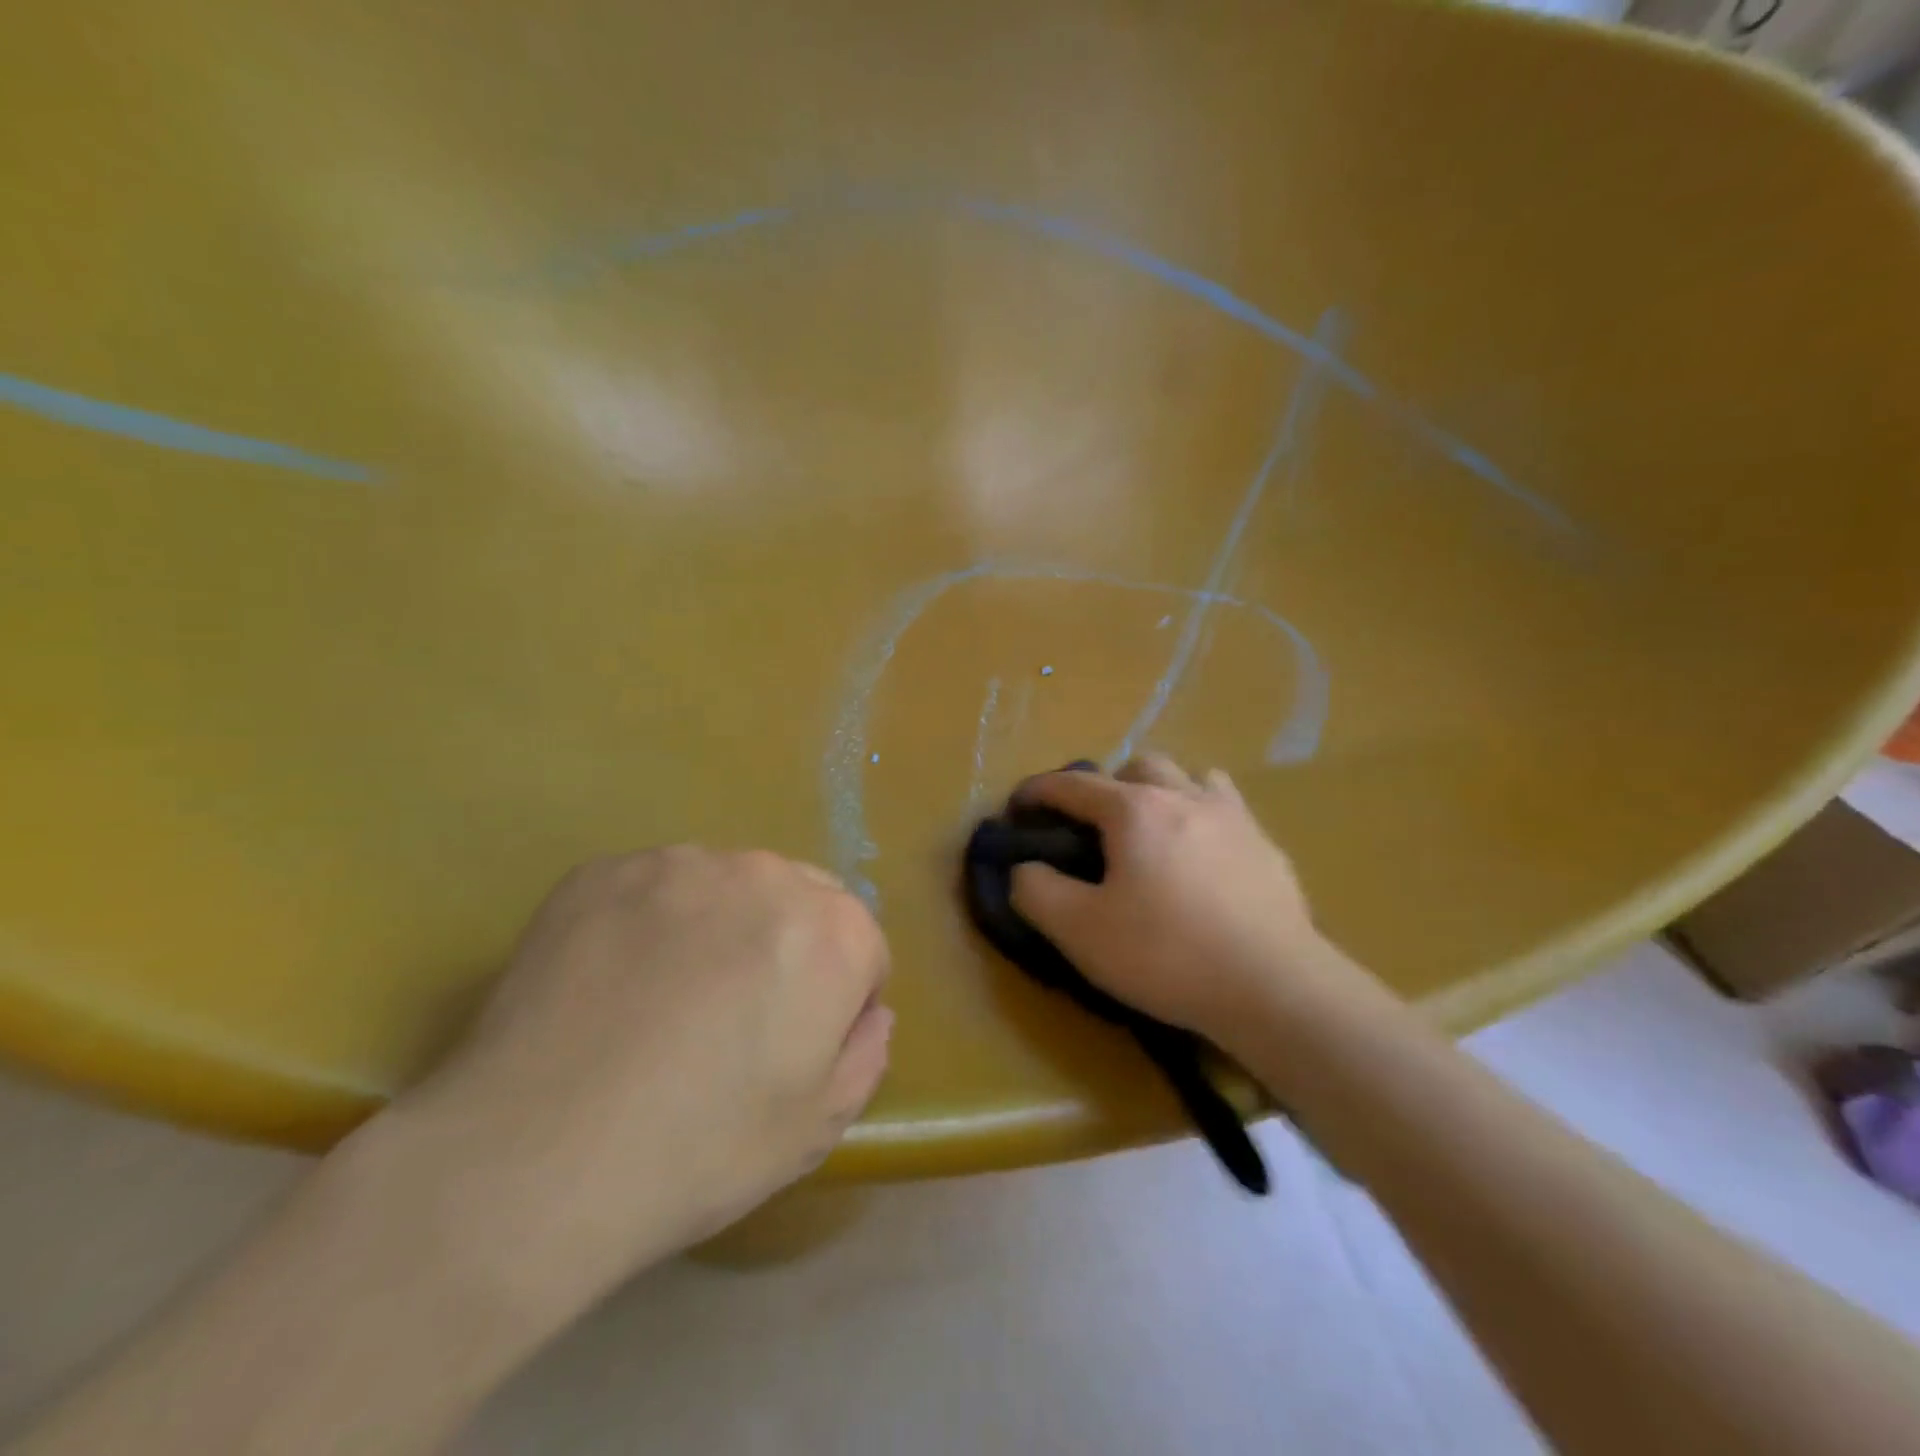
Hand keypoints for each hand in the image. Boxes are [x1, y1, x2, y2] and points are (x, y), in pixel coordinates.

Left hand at [379, 846, 891, 1317]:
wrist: (531, 1159)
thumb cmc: (697, 1151)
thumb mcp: (813, 1128)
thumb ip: (864, 1055)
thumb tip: (869, 1015)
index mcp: (832, 932)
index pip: (862, 947)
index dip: (839, 999)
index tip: (796, 1043)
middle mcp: (767, 875)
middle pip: (803, 900)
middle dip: (790, 946)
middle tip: (736, 1015)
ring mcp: (681, 864)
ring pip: (729, 886)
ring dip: (722, 926)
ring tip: (668, 998)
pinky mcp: (606, 870)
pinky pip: (656, 887)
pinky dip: (652, 921)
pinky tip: (614, 982)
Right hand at [1009, 755, 1371, 1050]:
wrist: (1274, 988)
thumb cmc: (1167, 954)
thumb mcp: (1080, 931)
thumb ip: (1036, 891)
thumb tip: (1025, 868)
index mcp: (1134, 809)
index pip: (1073, 784)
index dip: (1038, 791)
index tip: (1018, 806)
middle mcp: (1184, 796)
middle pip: (1138, 766)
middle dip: (1107, 787)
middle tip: (1096, 830)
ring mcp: (1234, 818)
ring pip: (1190, 779)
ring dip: (1163, 793)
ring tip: (1155, 835)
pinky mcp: (1268, 847)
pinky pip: (1228, 811)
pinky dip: (1204, 819)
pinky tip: (1205, 860)